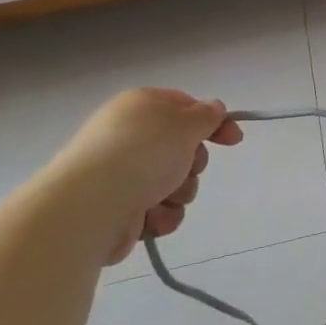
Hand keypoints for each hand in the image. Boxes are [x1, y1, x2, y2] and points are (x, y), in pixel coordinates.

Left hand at [42, 88, 242, 264]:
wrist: (91, 205)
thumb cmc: (143, 153)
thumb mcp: (185, 124)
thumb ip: (207, 115)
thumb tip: (213, 109)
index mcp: (141, 107)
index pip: (186, 107)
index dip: (214, 122)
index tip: (234, 140)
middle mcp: (129, 136)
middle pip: (183, 148)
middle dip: (194, 163)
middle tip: (186, 168)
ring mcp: (122, 173)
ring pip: (175, 182)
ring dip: (180, 192)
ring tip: (163, 198)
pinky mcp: (119, 207)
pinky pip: (159, 209)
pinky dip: (162, 215)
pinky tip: (152, 218)